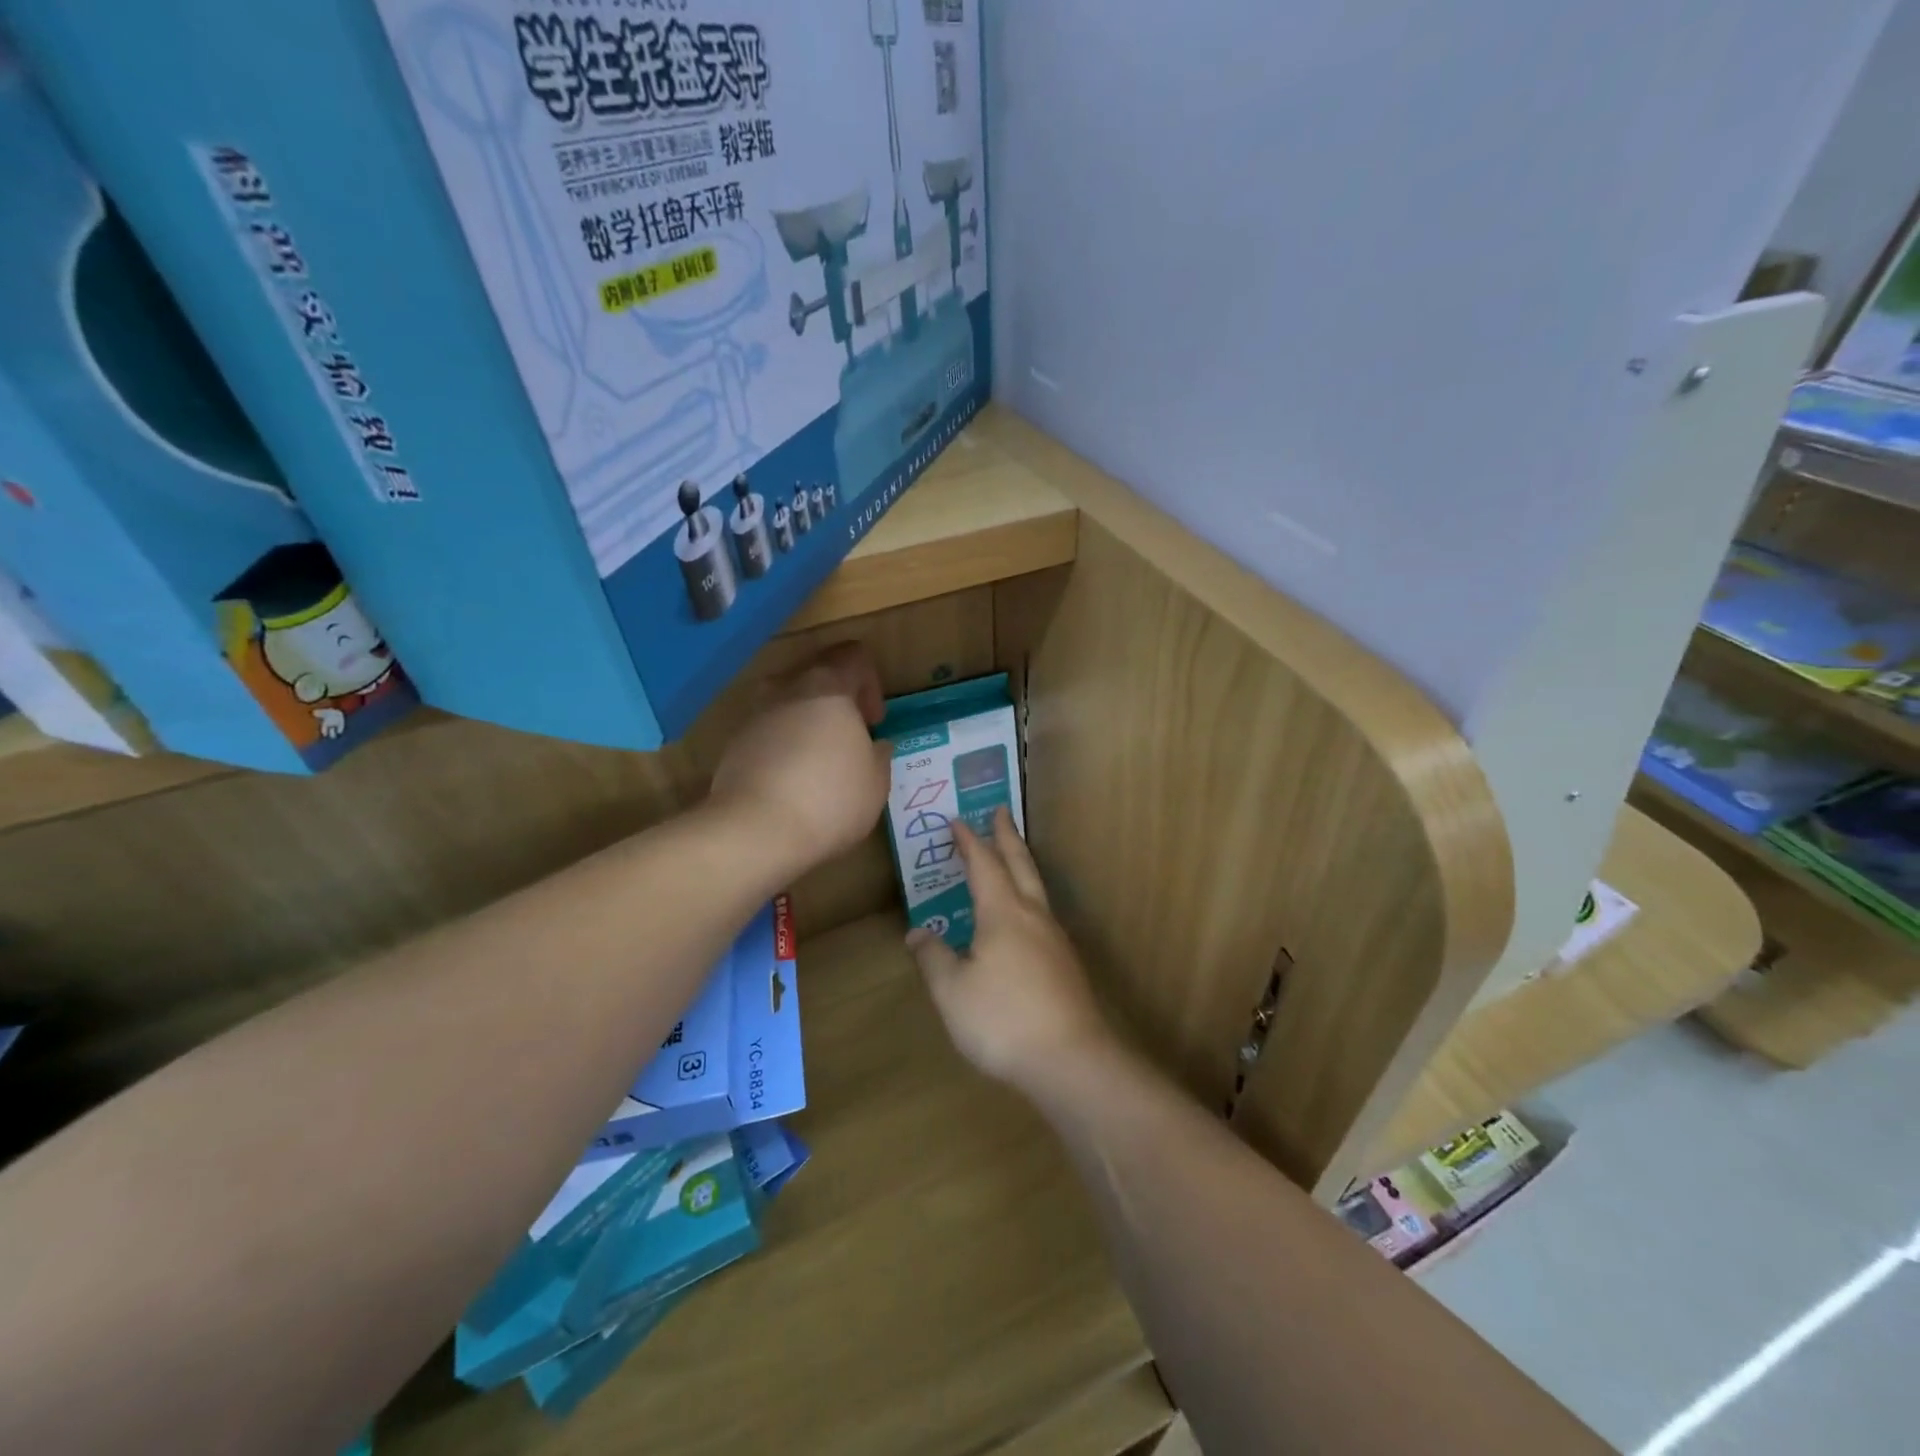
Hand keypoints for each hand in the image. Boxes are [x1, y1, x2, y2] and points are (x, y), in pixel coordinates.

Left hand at [708, 642, 891, 877]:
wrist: (755, 830)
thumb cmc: (830, 799)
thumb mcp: (876, 782)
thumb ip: (879, 755)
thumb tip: (875, 745)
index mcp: (828, 687)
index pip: (853, 656)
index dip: (870, 682)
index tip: (873, 722)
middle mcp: (787, 690)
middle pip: (817, 673)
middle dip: (837, 701)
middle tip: (850, 737)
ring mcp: (756, 716)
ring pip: (788, 703)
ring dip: (807, 723)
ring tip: (820, 762)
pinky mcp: (734, 745)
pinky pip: (768, 733)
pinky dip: (784, 747)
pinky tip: (793, 784)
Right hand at [907, 807, 1112, 1092]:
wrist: (1071, 1060)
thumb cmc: (1003, 1020)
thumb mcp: (952, 991)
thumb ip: (933, 958)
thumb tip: (918, 932)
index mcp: (1003, 913)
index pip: (983, 864)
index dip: (968, 841)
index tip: (956, 820)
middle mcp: (1033, 916)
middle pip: (1020, 864)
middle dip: (1007, 836)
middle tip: (1000, 810)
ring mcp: (1055, 939)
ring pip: (1037, 887)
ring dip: (1022, 863)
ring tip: (1012, 857)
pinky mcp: (1066, 964)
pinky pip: (1043, 913)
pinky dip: (1029, 896)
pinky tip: (1025, 918)